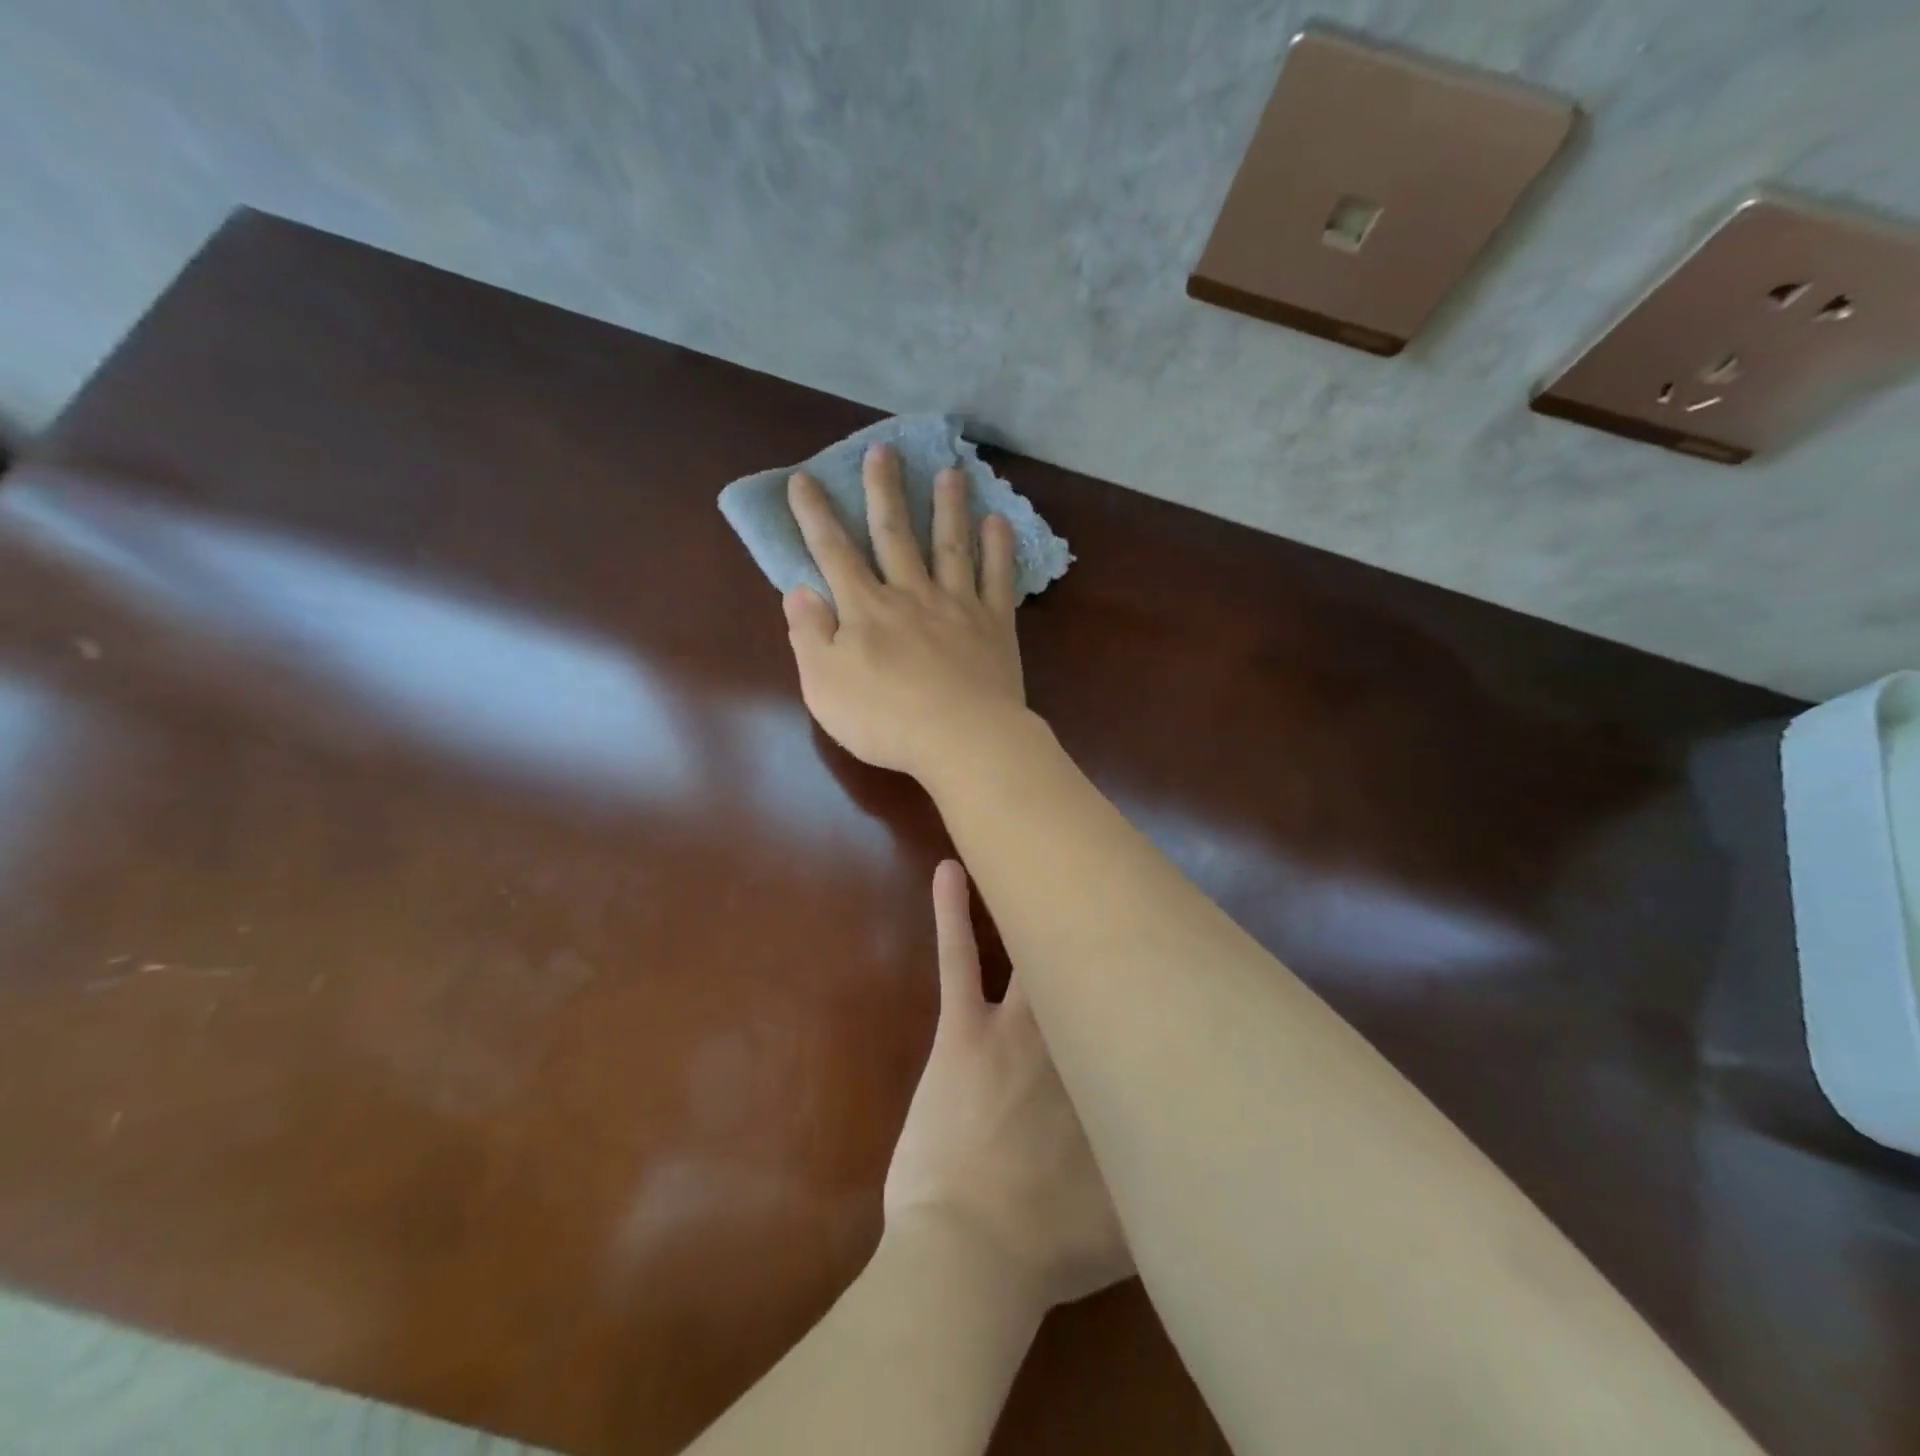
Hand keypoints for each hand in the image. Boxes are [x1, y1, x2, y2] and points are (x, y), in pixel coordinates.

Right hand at [783, 444, 1026, 780]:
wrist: (962, 739)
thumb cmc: (885, 720)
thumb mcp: (824, 685)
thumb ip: (809, 635)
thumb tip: (798, 590)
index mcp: (866, 610)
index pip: (833, 553)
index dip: (815, 516)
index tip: (804, 479)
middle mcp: (911, 595)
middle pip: (894, 534)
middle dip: (885, 491)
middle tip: (883, 450)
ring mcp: (957, 606)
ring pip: (950, 545)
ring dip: (948, 507)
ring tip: (950, 472)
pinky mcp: (995, 624)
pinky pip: (997, 578)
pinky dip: (998, 549)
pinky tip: (998, 522)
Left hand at [884, 860, 1132, 1312]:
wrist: (969, 1257)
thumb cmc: (1049, 1244)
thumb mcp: (1135, 1222)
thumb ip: (1166, 1173)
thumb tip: (1210, 1148)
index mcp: (1116, 1077)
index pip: (1143, 1011)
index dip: (1156, 975)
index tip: (1173, 939)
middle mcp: (1074, 1036)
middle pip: (1096, 965)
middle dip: (1110, 922)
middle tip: (1122, 871)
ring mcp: (1016, 1026)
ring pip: (1035, 944)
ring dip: (1040, 899)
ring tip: (1049, 846)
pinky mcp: (963, 1028)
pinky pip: (960, 956)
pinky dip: (953, 910)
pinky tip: (951, 867)